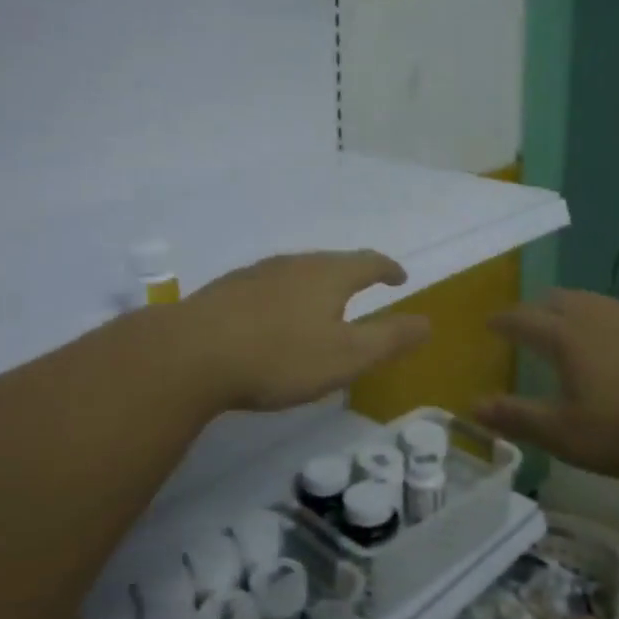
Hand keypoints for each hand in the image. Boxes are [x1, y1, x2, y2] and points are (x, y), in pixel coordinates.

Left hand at [181, 251, 431, 411]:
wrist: (191, 354)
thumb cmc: (280, 356)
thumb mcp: (346, 356)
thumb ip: (389, 339)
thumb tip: (428, 322)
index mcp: (328, 275)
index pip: (369, 262)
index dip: (388, 269)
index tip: (400, 277)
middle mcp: (294, 264)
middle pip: (332, 262)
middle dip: (352, 274)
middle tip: (364, 288)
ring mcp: (256, 274)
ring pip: (297, 272)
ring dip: (316, 284)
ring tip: (321, 303)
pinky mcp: (227, 290)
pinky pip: (268, 286)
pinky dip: (284, 297)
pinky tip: (273, 318)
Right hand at [474, 289, 618, 480]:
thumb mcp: (568, 436)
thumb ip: (519, 418)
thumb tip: (472, 405)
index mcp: (568, 338)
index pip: (524, 319)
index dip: (504, 320)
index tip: (490, 322)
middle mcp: (599, 317)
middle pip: (561, 300)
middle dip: (539, 307)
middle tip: (530, 318)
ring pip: (597, 302)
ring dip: (576, 309)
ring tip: (573, 324)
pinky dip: (612, 322)